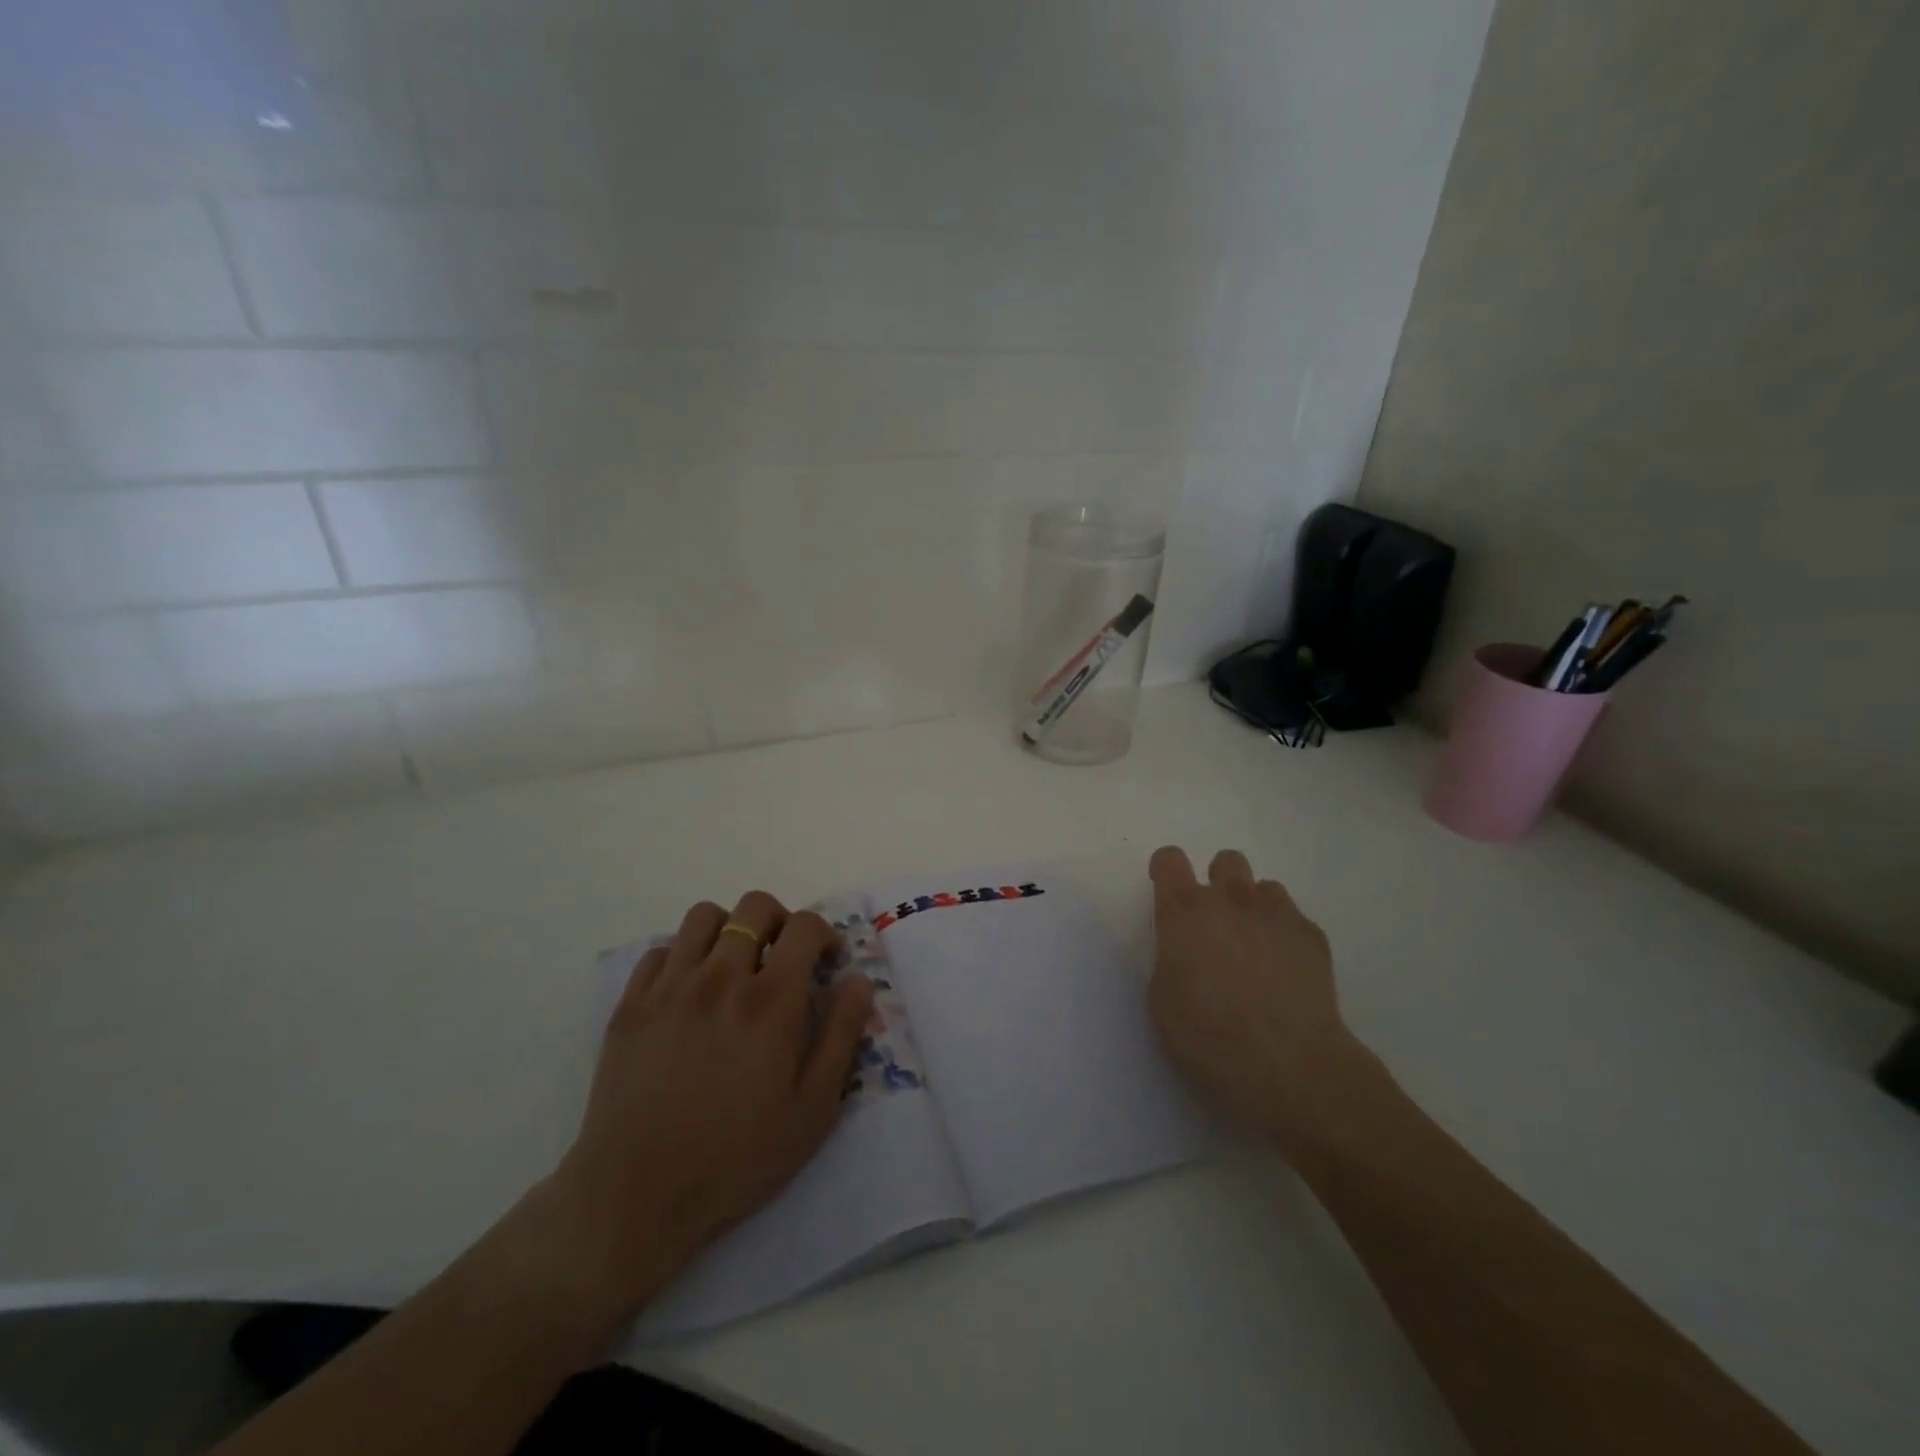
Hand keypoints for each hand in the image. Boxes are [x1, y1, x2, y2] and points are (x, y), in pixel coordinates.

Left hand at [549, 892, 873, 1315]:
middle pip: (754, 908)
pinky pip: (661, 951)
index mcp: (770, 1001)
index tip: (826, 959)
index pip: (803, 926)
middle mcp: (721, 978)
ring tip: (734, 966)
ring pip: (704, 917)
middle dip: (779, 921)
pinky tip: (689, 992)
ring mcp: (670, 988)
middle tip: (782, 957)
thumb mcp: (813, 1109)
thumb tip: (857, 980)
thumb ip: (841, 1035)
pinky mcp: (631, 1005)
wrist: (636, 1197)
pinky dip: (683, 957)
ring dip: (729, 930)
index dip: (823, 932)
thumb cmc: (736, 1157)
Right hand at [1147, 846, 1360, 1136]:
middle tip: (1217, 923)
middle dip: (1219, 882)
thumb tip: (1186, 951)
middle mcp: (1230, 900)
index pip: (1169, 860)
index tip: (1168, 892)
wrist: (1289, 1063)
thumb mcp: (1163, 999)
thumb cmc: (1210, 1035)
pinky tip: (1286, 971)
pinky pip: (1294, 918)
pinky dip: (1285, 935)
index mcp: (1185, 912)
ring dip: (1254, 908)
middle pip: (1225, 860)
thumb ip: (1171, 958)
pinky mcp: (1313, 936)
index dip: (1166, 871)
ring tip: (1256, 948)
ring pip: (1264, 887)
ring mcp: (1276, 913)